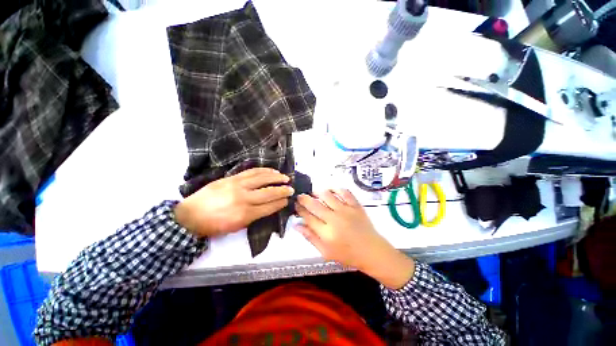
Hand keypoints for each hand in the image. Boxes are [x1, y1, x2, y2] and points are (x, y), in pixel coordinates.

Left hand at [174, 168, 292, 237]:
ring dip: (276, 177)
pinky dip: (264, 170)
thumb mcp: (237, 227)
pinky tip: (271, 171)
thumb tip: (269, 206)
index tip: (287, 200)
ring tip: (285, 177)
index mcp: (245, 214)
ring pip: (262, 179)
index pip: (269, 206)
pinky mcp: (232, 177)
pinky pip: (251, 172)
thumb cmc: (215, 225)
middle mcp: (243, 198)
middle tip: (291, 189)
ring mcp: (237, 185)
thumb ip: (255, 216)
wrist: (190, 215)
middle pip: (268, 192)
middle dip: (283, 190)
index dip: (280, 203)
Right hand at [295, 189, 414, 288]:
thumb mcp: (326, 252)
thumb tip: (297, 225)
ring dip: (318, 191)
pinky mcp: (355, 205)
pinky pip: (345, 192)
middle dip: (304, 199)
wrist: (371, 251)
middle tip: (300, 196)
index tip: (295, 205)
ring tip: (313, 192)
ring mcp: (346, 210)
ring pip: (327, 195)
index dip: (299, 210)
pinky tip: (331, 189)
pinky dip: (336, 188)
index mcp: (326, 233)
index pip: (308, 217)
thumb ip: (310, 237)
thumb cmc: (348, 254)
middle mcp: (334, 219)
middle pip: (315, 204)